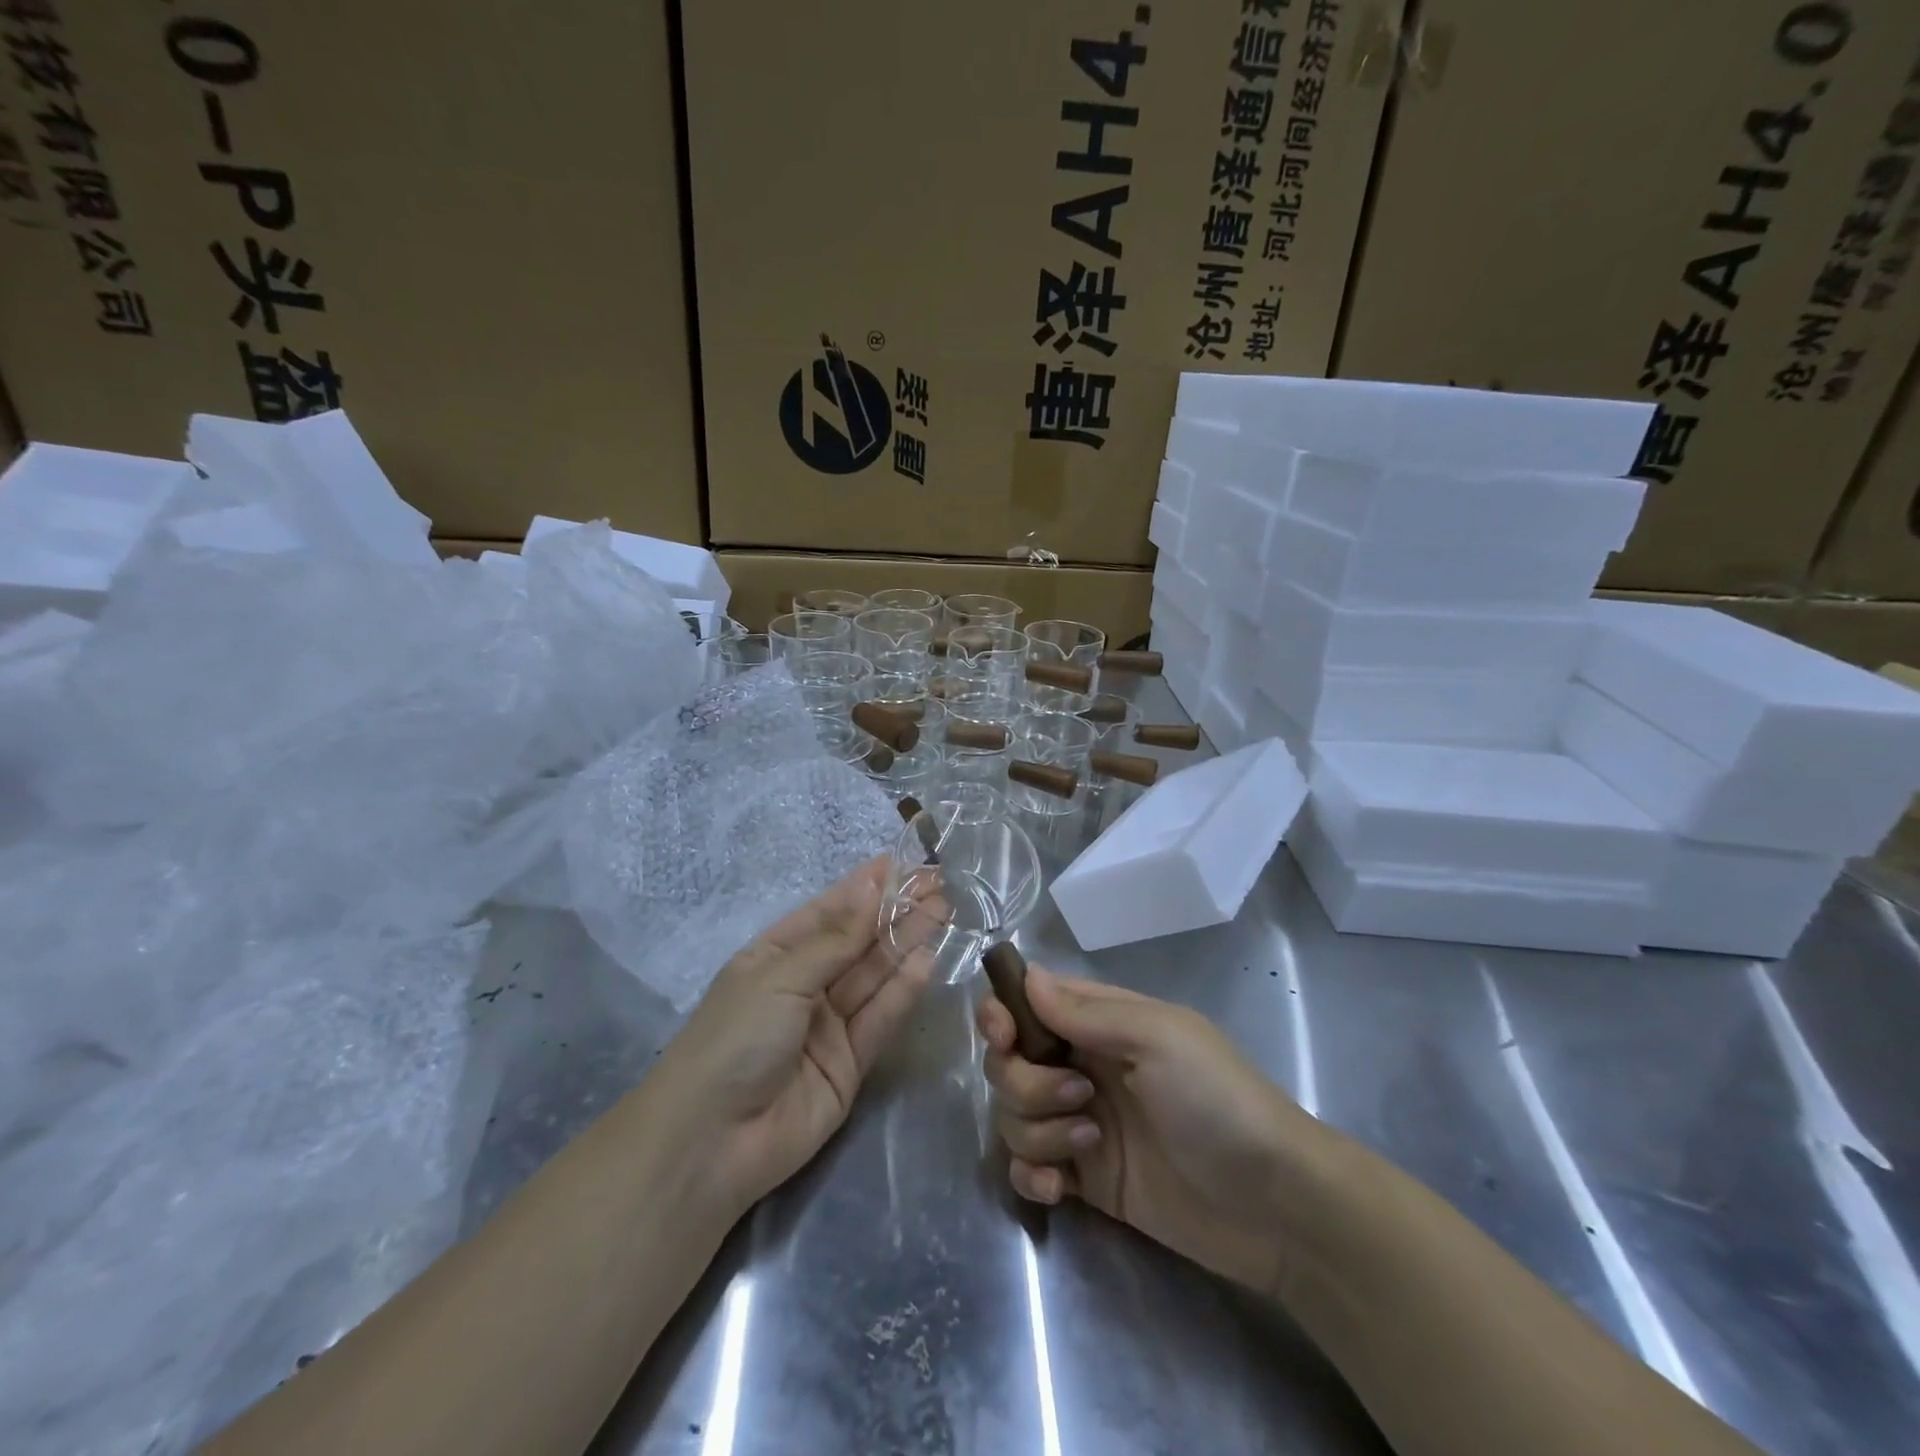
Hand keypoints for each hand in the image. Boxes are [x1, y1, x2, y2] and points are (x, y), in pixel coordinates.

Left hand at [654, 857, 931, 1216]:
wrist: (711, 1142)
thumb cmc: (736, 1037)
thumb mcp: (782, 976)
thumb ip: (836, 939)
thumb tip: (872, 887)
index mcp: (775, 956)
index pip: (828, 912)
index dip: (865, 887)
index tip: (903, 862)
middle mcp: (804, 985)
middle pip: (857, 942)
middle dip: (895, 911)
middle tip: (938, 884)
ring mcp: (828, 1025)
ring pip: (875, 975)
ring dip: (907, 942)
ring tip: (943, 910)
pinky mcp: (850, 1063)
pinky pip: (881, 1018)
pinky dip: (904, 989)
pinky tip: (928, 958)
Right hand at [979, 967, 1327, 1297]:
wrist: (1273, 1204)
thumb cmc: (1217, 1099)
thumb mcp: (1158, 1038)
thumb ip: (1086, 1012)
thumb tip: (1027, 976)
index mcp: (1099, 1023)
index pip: (1029, 1002)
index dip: (1002, 1014)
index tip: (1002, 1036)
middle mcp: (1081, 1066)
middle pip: (1009, 1062)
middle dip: (1026, 1082)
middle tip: (1080, 1098)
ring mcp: (1079, 1124)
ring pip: (1013, 1115)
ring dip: (1037, 1130)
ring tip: (1090, 1145)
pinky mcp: (1084, 1180)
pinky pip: (1025, 1169)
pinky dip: (1031, 1176)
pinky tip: (1060, 1190)